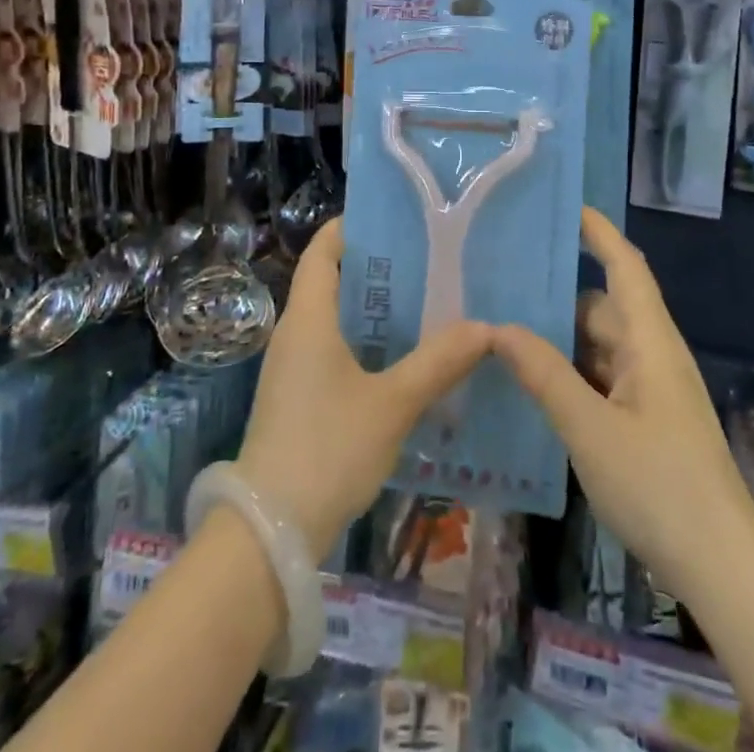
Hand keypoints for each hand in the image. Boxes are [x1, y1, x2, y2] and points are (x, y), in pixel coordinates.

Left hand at [234, 218, 492, 558]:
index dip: (351, 227)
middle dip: (377, 268)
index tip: (394, 218)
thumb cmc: (327, 450)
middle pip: (331, 281)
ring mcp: (292, 368)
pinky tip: (403, 359)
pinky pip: (333, 350)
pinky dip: (366, 342)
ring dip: (374, 309)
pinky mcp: (297, 399)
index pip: (322, 251)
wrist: (268, 535)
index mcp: (309, 318)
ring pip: (335, 319)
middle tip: (428, 260)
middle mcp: (295, 334)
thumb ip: (438, 362)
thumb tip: (484, 327)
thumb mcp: (392, 403)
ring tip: (426, 302)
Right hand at [494, 209, 753, 603]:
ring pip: (600, 346)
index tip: (566, 205)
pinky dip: (572, 374)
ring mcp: (652, 390)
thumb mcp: (590, 429)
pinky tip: (534, 385)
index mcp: (650, 341)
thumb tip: (499, 327)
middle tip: (504, 283)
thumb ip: (545, 374)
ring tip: (505, 332)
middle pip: (604, 306)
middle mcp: (653, 355)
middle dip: (559, 294)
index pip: (626, 266)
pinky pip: (604, 379)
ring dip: (562, 340)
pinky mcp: (648, 421)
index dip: (599, 232)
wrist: (722, 567)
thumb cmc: (659, 485)